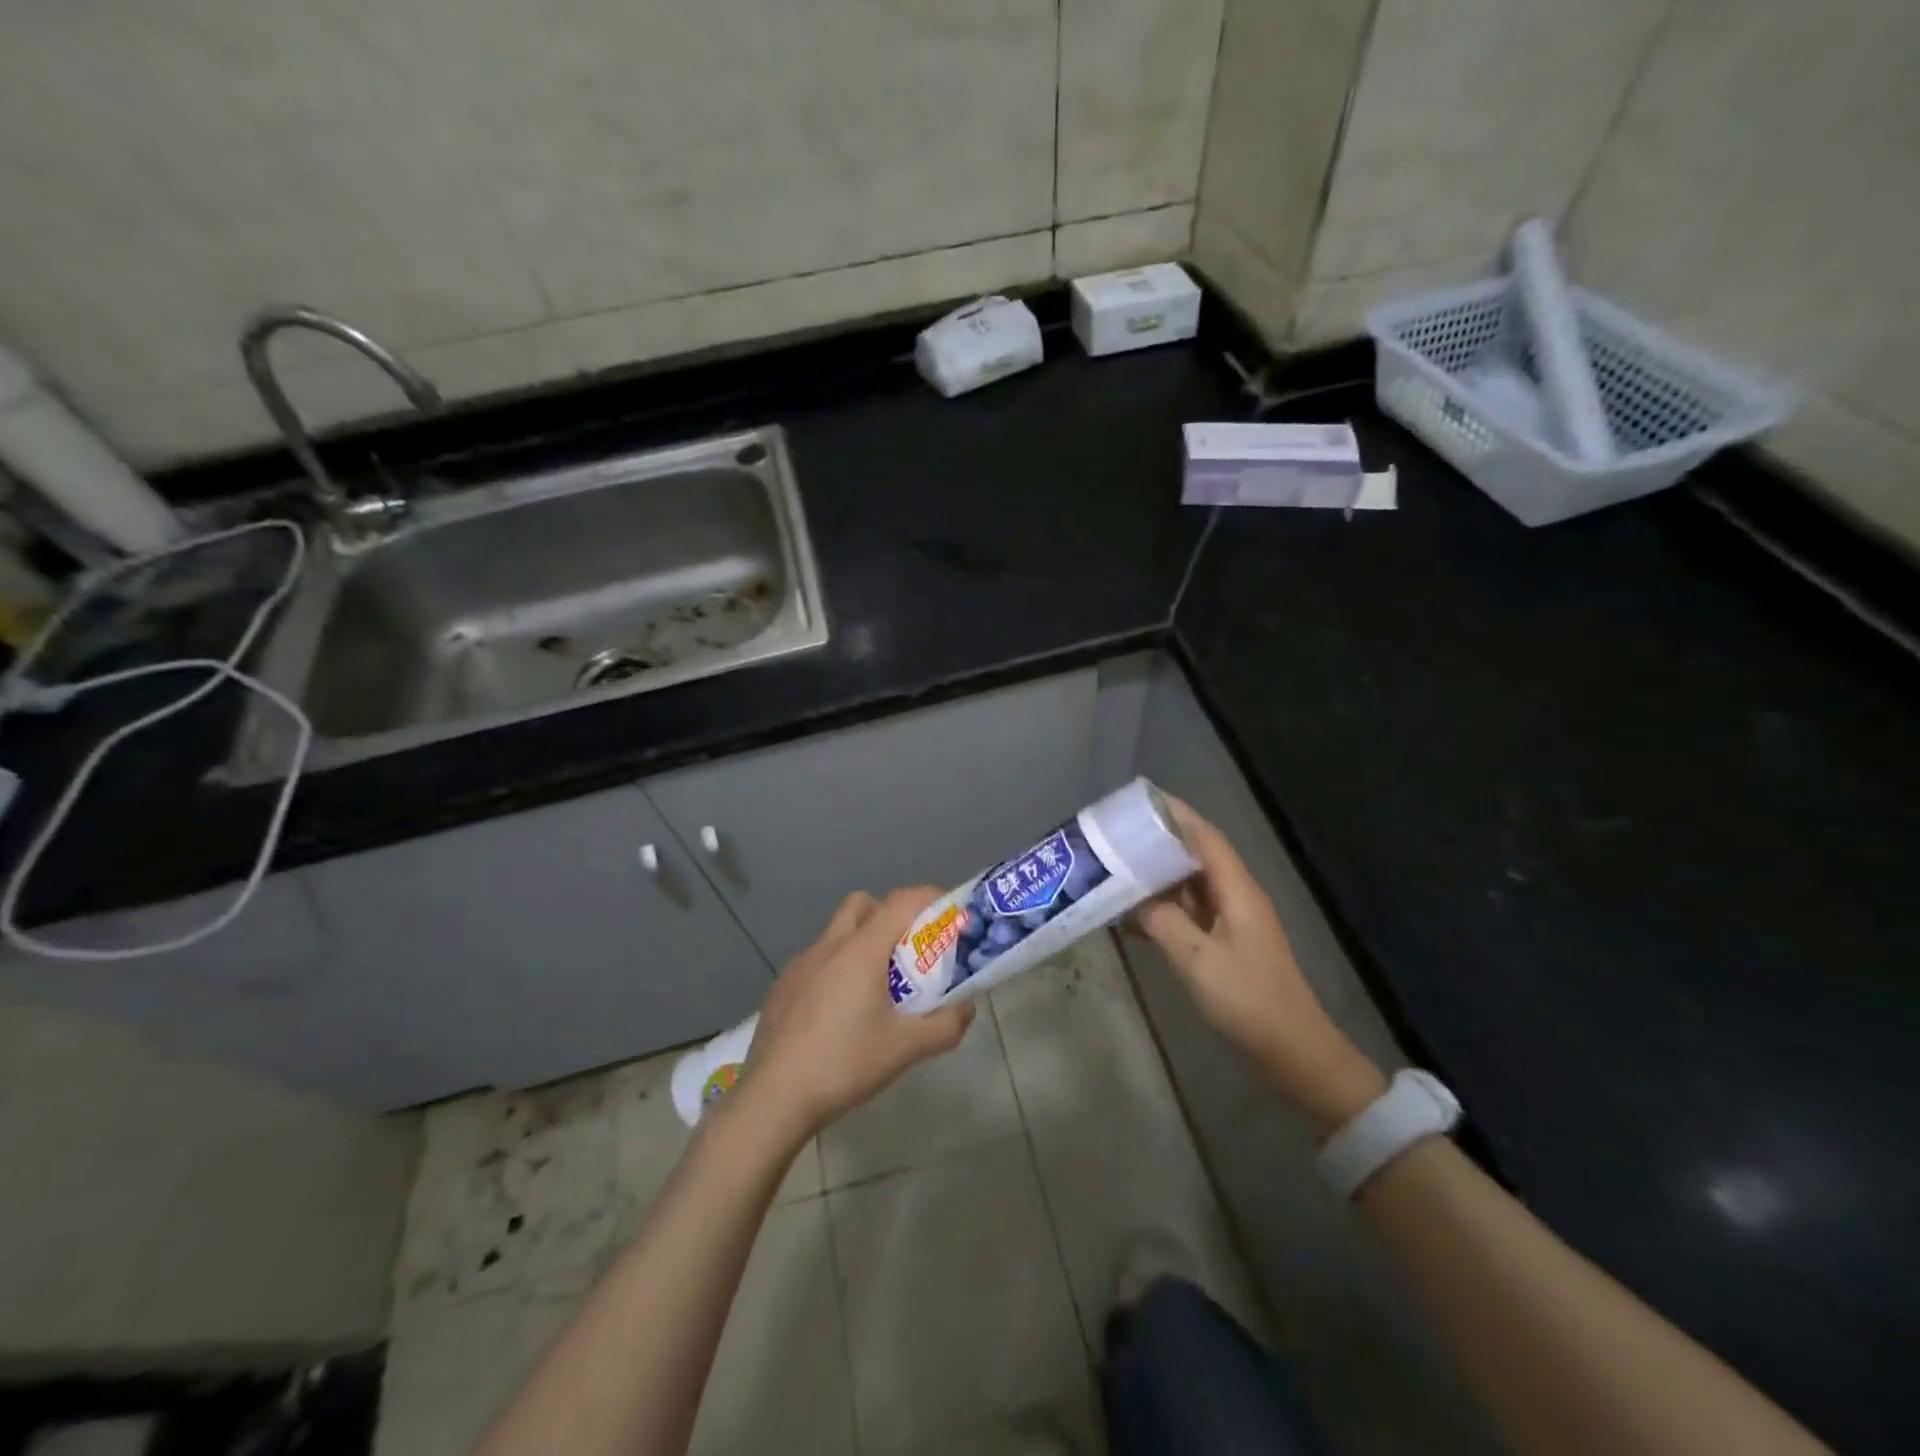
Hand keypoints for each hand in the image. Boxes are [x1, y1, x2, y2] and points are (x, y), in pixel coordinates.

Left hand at [738, 888, 973, 1141]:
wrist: (774, 1097)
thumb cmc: (845, 1064)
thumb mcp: (906, 1049)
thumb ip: (946, 1025)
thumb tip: (967, 1008)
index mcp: (861, 950)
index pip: (901, 901)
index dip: (930, 898)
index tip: (949, 913)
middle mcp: (829, 946)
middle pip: (864, 904)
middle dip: (889, 914)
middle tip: (908, 949)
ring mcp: (800, 964)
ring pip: (837, 932)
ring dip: (861, 941)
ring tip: (875, 985)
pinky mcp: (782, 986)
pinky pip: (816, 960)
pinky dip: (835, 968)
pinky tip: (838, 1010)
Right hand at [1133, 797, 1385, 1130]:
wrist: (1292, 1051)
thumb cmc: (1248, 1000)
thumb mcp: (1197, 959)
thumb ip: (1161, 921)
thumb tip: (1131, 896)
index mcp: (1236, 889)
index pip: (1204, 837)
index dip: (1174, 815)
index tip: (1139, 800)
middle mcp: (1235, 896)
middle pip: (1194, 856)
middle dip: (1157, 844)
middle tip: (1115, 838)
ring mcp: (1231, 921)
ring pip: (1188, 886)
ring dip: (1155, 879)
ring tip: (1114, 871)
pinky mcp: (1224, 944)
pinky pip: (1187, 914)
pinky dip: (1160, 910)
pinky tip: (1130, 919)